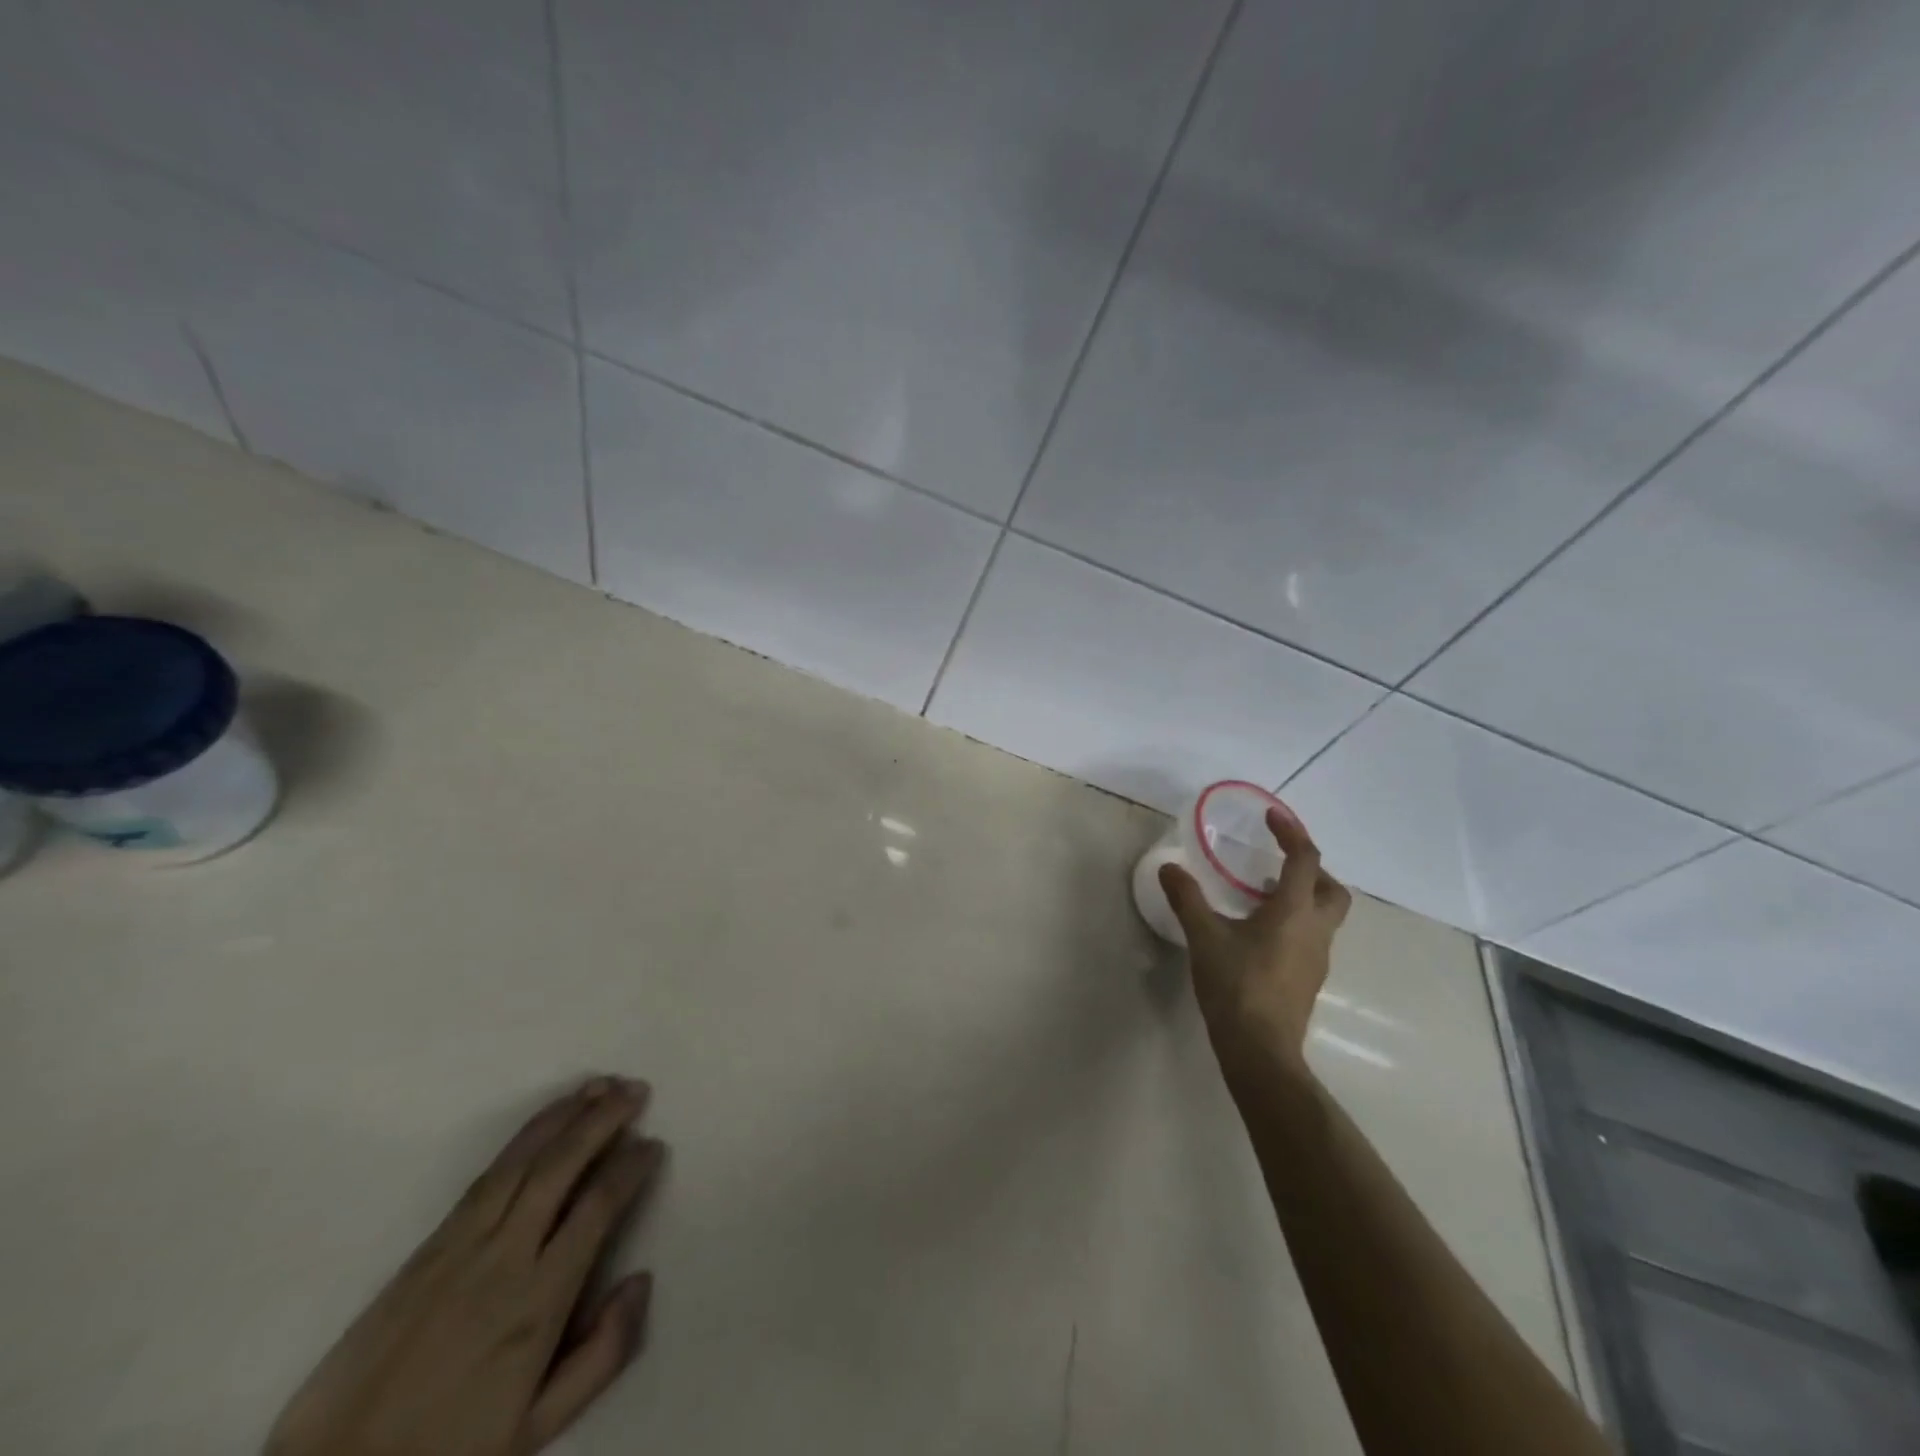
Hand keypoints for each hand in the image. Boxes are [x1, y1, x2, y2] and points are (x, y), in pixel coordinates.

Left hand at [267, 1077, 664, 1455]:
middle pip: (561, 1167)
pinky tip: (543, 1123)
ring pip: (522, 1160)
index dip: (630, 1168)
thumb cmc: (451, 1451)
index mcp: (537, 1301)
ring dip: (564, 1116)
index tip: (653, 1145)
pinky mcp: (426, 1246)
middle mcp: (503, 1257)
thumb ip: (602, 1355)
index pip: (596, 1208)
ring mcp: (459, 1246)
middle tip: (636, 1090)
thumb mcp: (538, 1428)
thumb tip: (642, 1279)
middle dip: (603, 1120)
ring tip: (598, 1085)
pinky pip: (485, 1176)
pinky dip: (522, 1139)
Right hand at [1159, 806, 1351, 1074]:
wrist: (1261, 1050)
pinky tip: (1259, 935)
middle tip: (1277, 864)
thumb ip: (1187, 899)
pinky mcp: (1309, 979)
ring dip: (1300, 897)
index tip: (1272, 817)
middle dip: (1310, 869)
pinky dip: (1293, 922)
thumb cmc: (1236, 986)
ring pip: (1323, 916)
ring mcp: (1317, 958)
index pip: (1305, 860)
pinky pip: (1311, 937)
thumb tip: (1169, 868)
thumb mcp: (1204, 937)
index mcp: (1293, 912)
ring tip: (1259, 897)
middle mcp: (1315, 930)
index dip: (1292, 833)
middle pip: (1331, 889)